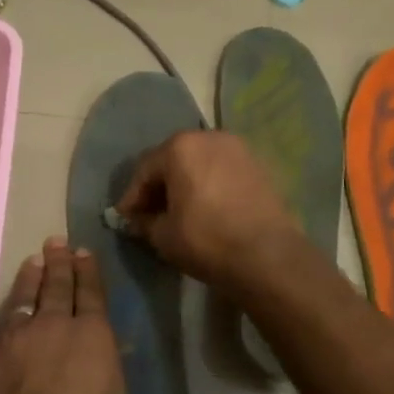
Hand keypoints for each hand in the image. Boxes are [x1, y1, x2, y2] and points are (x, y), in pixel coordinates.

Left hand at [0, 238, 192, 393]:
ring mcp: (14, 340)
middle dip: (58, 263)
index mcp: (93, 336)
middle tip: (54, 242)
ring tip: (30, 262)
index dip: (88, 271)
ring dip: (27, 280)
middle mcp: (53, 327)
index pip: (92, 293)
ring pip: (21, 299)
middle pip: (57, 286)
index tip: (83, 251)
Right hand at [115, 131, 307, 295]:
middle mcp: (209, 137)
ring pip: (199, 163)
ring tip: (179, 211)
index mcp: (180, 147)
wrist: (268, 256)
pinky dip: (209, 185)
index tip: (125, 219)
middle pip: (173, 159)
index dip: (132, 197)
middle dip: (159, 186)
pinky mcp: (259, 165)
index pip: (145, 170)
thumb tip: (136, 220)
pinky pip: (222, 171)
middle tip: (149, 214)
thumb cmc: (206, 240)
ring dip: (185, 183)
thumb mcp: (163, 236)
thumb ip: (144, 222)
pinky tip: (206, 208)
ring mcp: (238, 149)